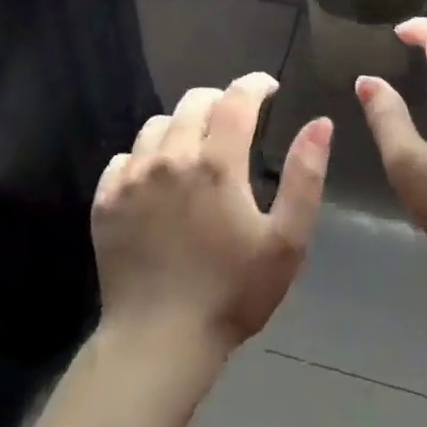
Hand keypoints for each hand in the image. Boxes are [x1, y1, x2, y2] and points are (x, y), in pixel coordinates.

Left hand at [93, 73, 329, 352]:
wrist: (159, 341)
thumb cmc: (232, 294)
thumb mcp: (286, 241)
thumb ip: (305, 177)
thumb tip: (321, 123)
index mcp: (216, 163)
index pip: (236, 99)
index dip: (255, 85)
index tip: (268, 88)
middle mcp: (170, 158)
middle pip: (194, 102)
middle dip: (220, 101)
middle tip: (235, 121)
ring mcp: (131, 177)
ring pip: (157, 125)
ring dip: (182, 126)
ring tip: (195, 149)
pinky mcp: (105, 199)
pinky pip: (125, 157)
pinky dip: (145, 157)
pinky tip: (157, 181)